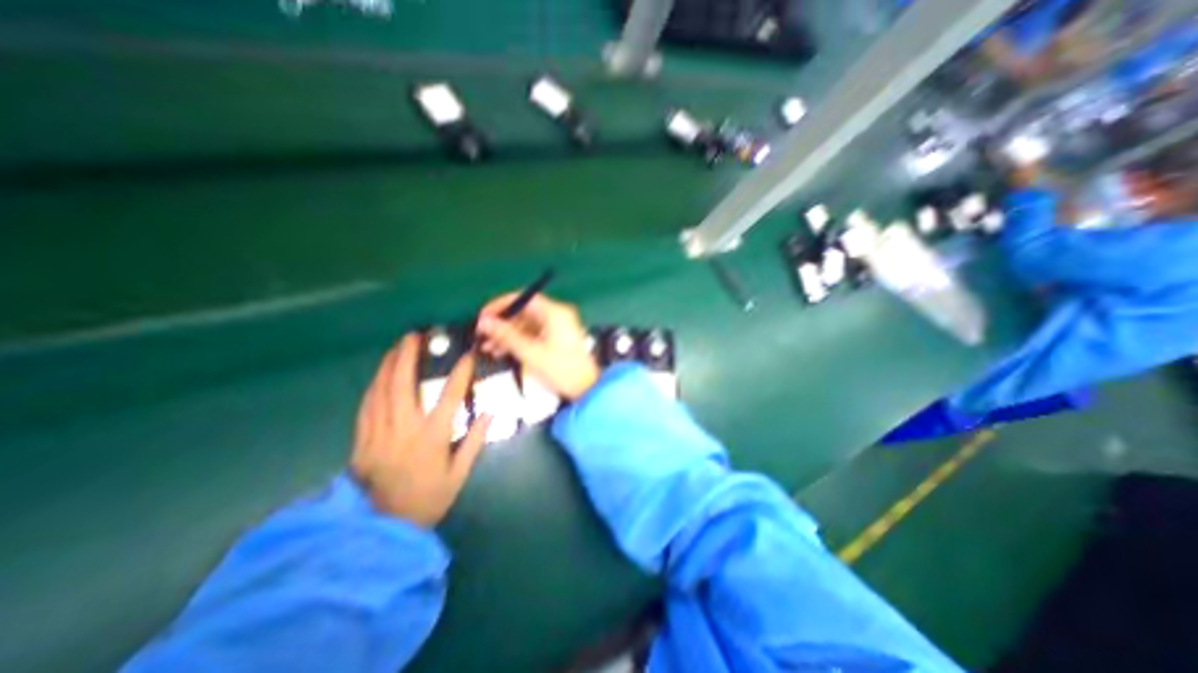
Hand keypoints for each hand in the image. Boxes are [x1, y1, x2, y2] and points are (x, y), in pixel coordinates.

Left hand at [352, 333, 492, 529]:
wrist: (384, 529)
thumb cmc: (429, 499)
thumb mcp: (459, 474)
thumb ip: (474, 441)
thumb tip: (490, 413)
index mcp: (432, 438)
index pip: (449, 396)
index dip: (460, 373)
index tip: (467, 354)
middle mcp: (403, 430)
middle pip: (402, 385)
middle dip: (407, 356)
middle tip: (413, 336)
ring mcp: (378, 434)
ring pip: (380, 392)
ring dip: (388, 366)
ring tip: (396, 348)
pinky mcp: (361, 442)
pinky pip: (365, 407)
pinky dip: (373, 387)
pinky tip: (378, 376)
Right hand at [475, 291, 598, 399]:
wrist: (586, 390)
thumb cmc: (561, 370)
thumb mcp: (531, 353)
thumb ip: (506, 335)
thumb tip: (483, 321)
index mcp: (554, 312)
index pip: (524, 298)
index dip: (501, 305)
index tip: (483, 316)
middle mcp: (557, 315)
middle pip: (524, 312)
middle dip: (502, 324)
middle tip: (482, 336)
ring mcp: (558, 327)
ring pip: (526, 325)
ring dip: (508, 335)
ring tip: (488, 349)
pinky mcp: (557, 339)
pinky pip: (533, 335)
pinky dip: (518, 342)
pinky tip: (503, 352)